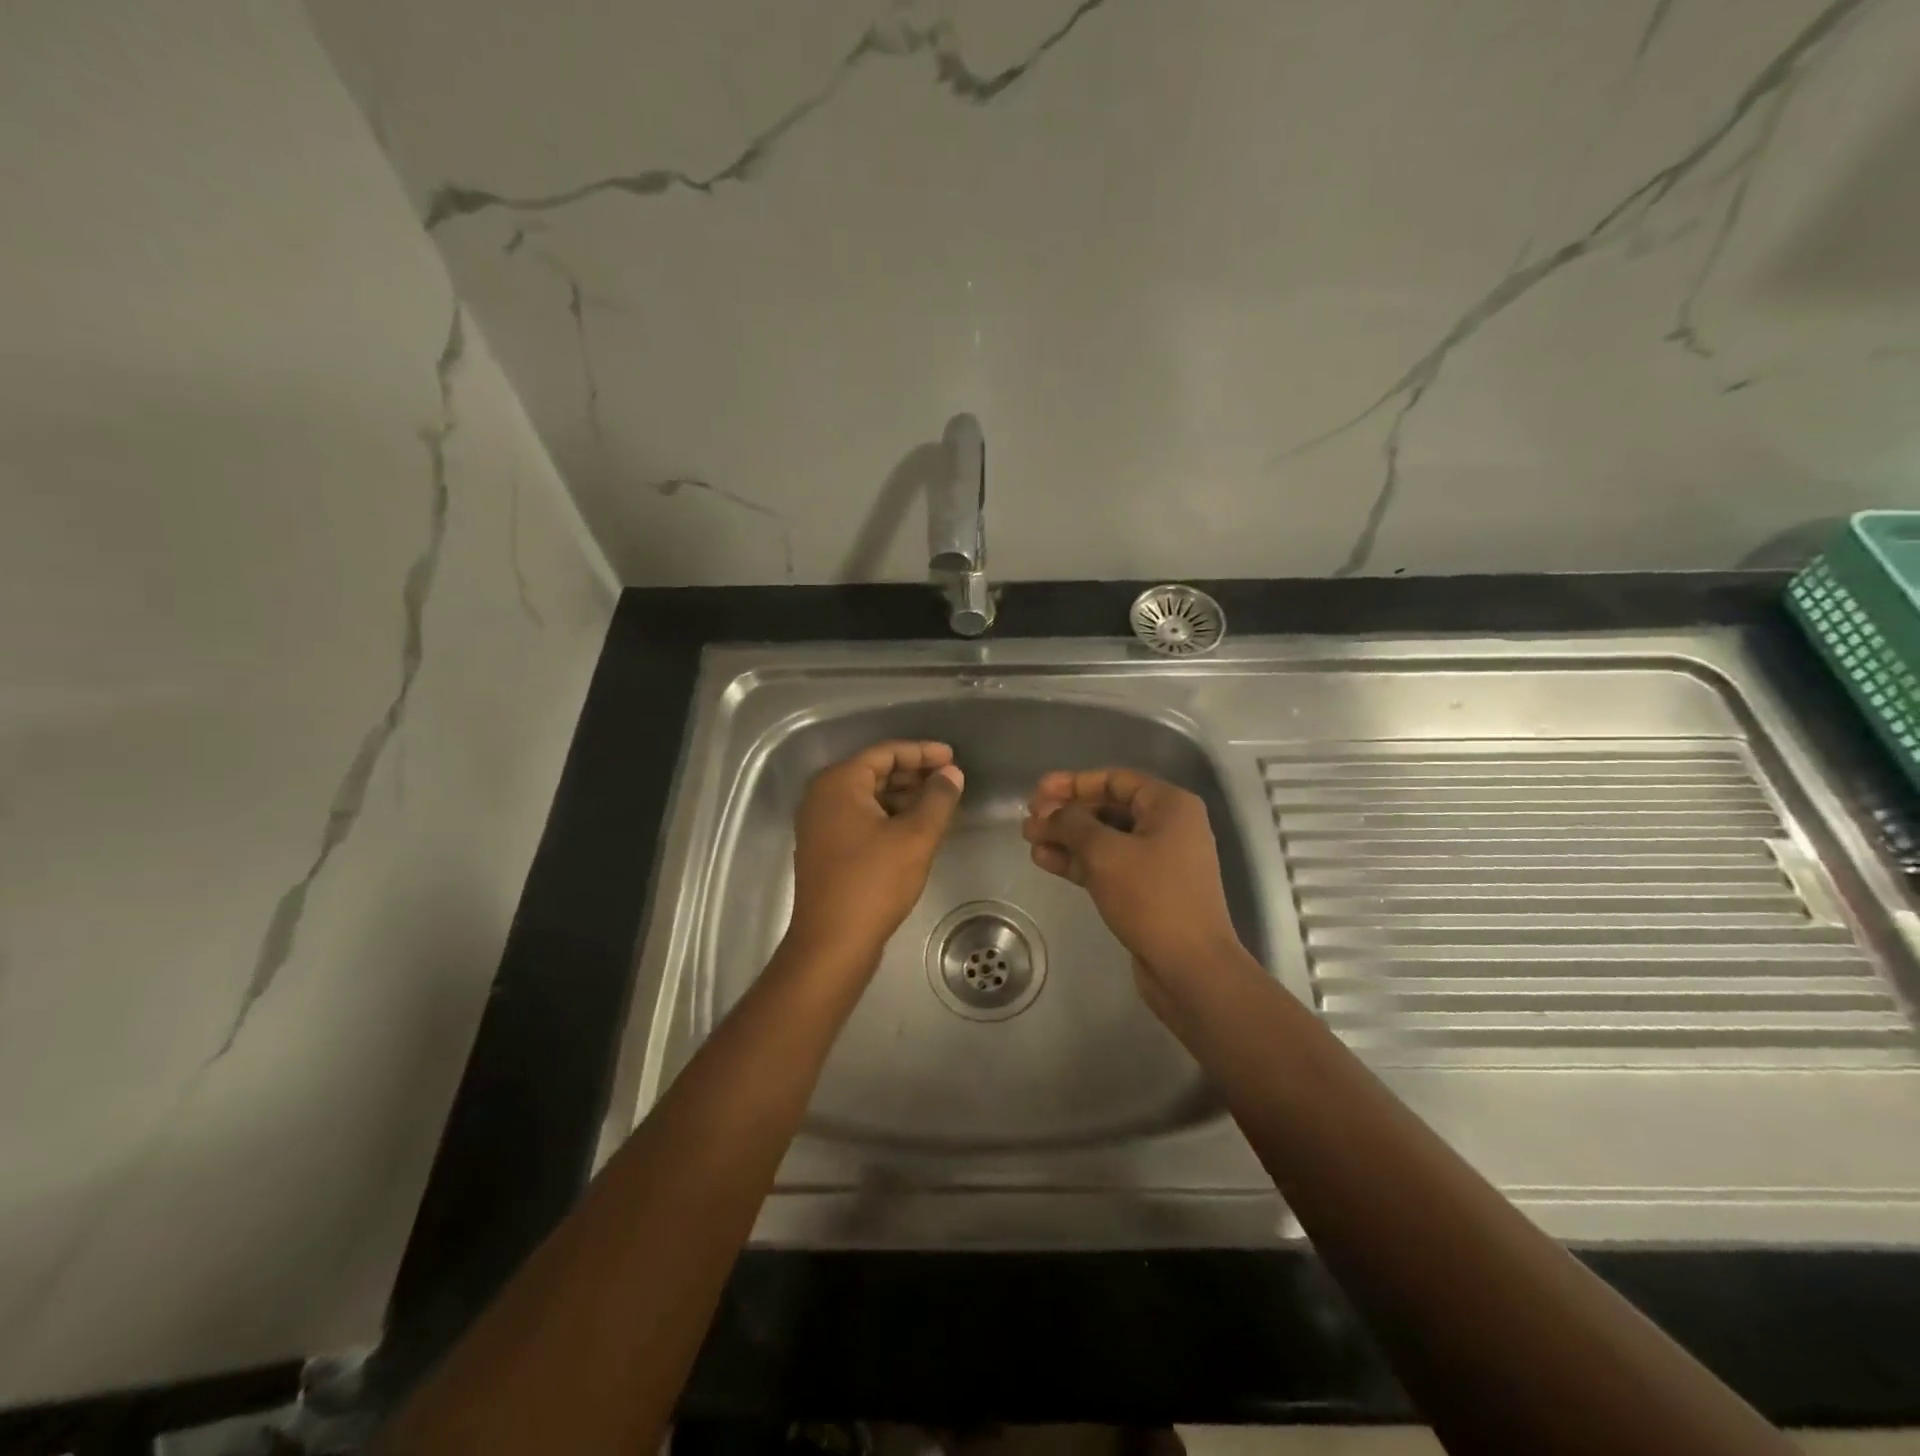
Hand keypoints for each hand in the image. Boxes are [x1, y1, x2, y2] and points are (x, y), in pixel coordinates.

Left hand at [788, 740, 964, 965]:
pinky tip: (916, 829)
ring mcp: (819, 824)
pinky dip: (888, 817)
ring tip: (939, 804)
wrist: (832, 943)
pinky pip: (860, 818)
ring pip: (868, 797)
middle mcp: (822, 796)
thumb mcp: (915, 837)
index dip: (922, 752)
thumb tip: (952, 774)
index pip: (885, 753)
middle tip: (950, 780)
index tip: (953, 757)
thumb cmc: (874, 882)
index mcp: (839, 783)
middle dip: (914, 774)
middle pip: (874, 772)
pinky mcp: (824, 848)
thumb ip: (938, 799)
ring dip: (903, 797)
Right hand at [1022, 769, 1246, 996]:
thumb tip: (1050, 813)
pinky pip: (1107, 865)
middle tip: (1029, 819)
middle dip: (1066, 813)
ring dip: (1066, 838)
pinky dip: (1078, 861)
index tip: (1038, 792)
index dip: (1073, 783)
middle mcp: (1167, 826)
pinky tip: (1045, 861)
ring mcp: (1158, 860)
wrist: (1190, 967)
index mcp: (1169, 805)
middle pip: (1107, 808)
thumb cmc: (1152, 897)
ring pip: (1104, 839)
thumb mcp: (1106, 853)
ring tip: (1029, 840)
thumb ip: (1072, 824)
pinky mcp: (1146, 890)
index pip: (1114, 780)